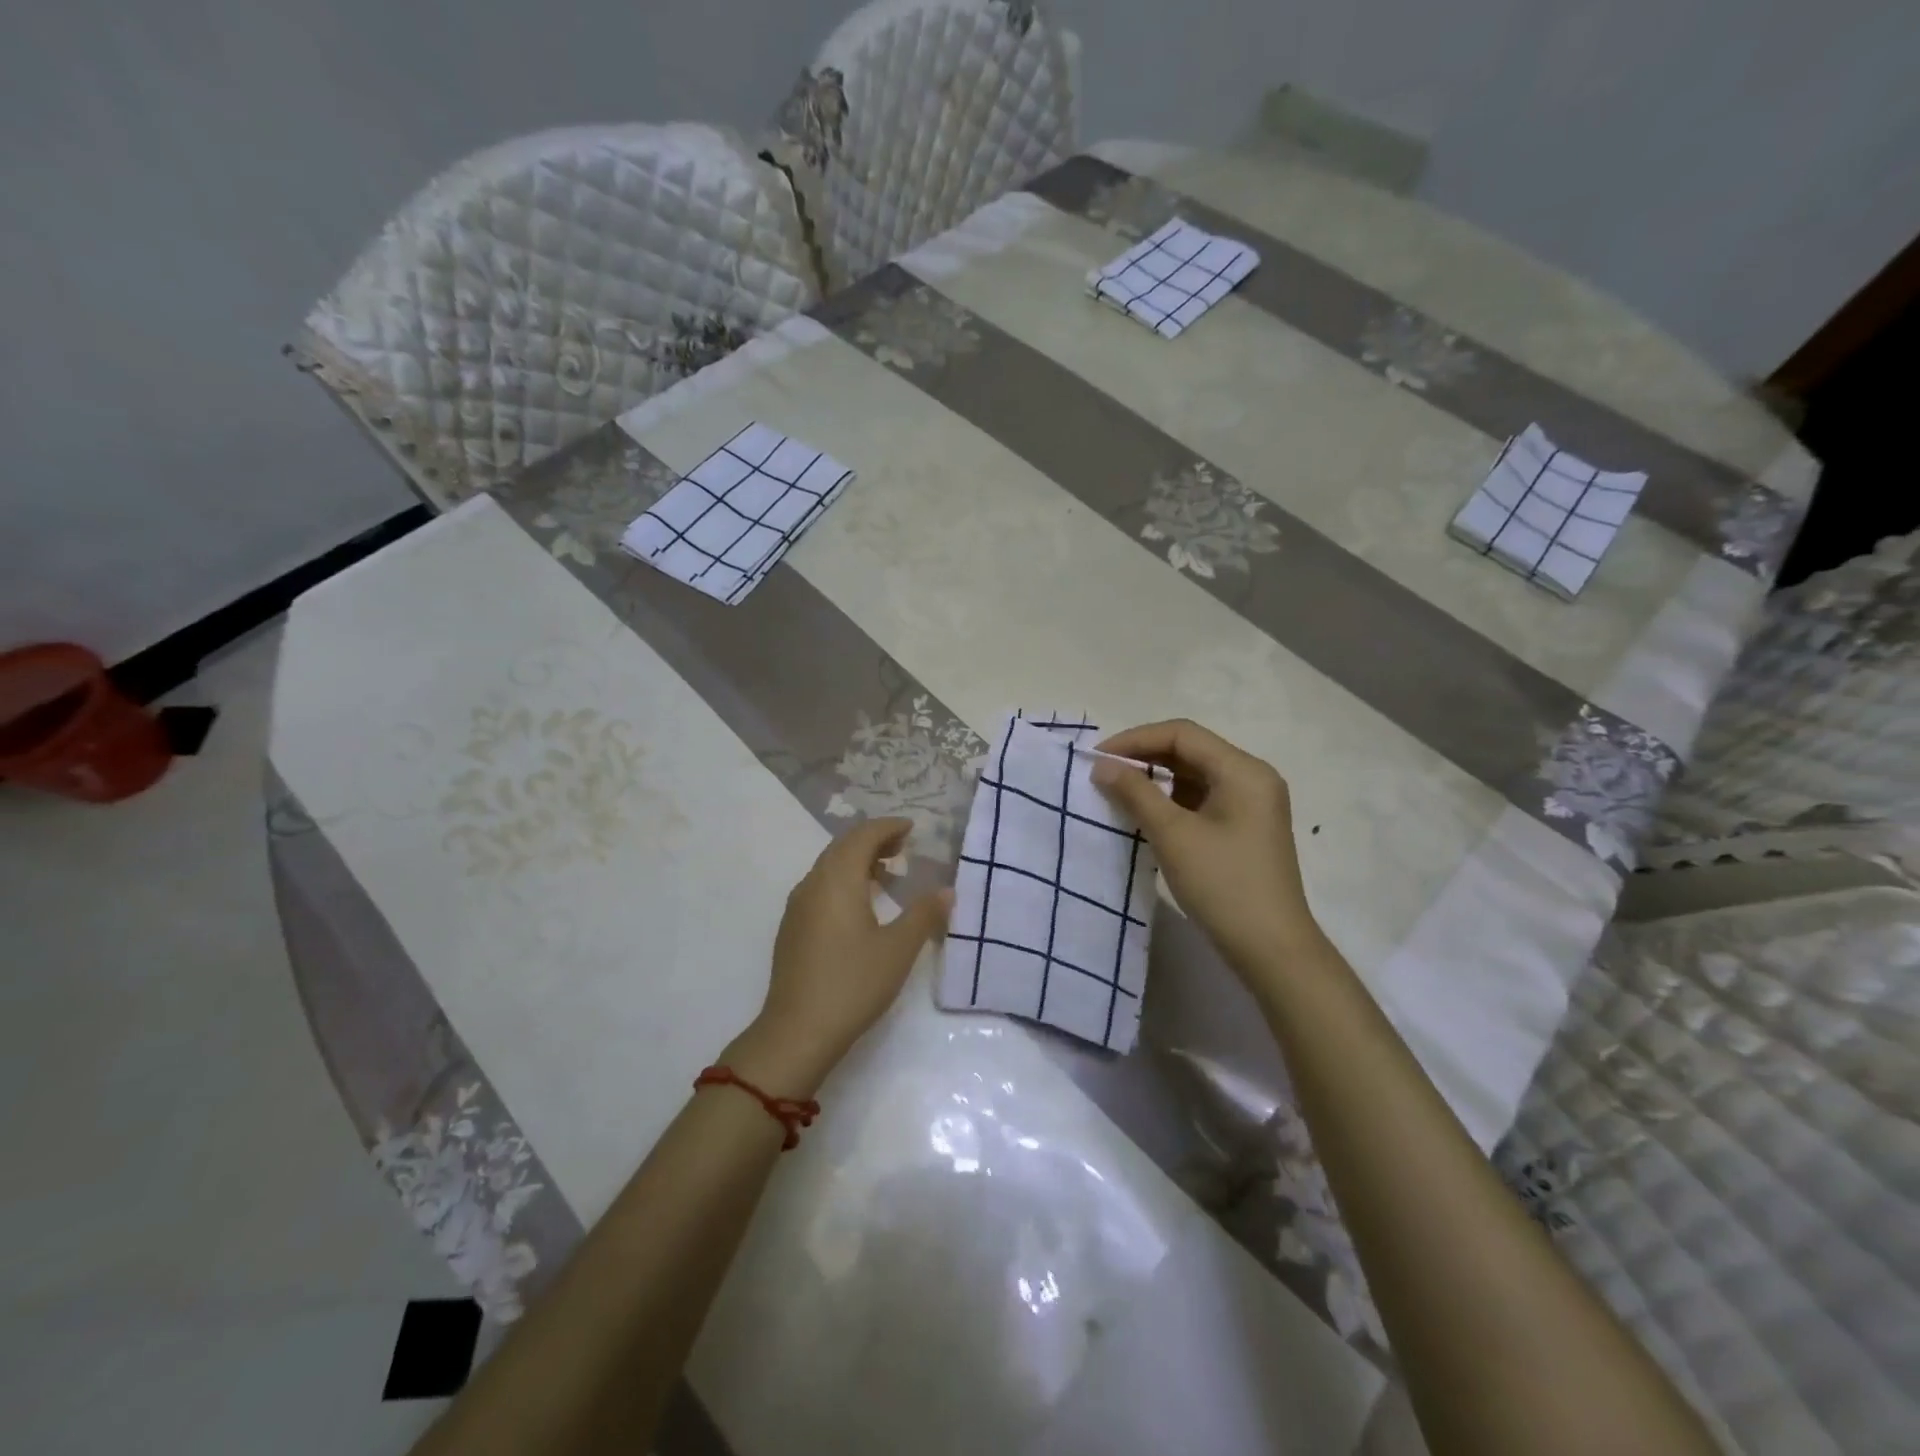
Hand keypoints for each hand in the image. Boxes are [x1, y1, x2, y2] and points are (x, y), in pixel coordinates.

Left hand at [738, 818, 951, 1094]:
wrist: (797, 1031)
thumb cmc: (853, 984)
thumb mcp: (898, 949)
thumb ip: (924, 915)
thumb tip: (946, 891)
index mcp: (837, 880)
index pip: (862, 836)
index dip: (888, 827)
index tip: (912, 829)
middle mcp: (813, 884)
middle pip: (842, 847)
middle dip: (873, 840)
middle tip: (903, 847)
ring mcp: (798, 907)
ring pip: (829, 867)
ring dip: (857, 861)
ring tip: (887, 874)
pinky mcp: (792, 928)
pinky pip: (820, 887)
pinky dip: (844, 881)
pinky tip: (860, 906)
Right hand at [1089, 719, 1323, 981]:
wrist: (1272, 950)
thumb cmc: (1223, 885)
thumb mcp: (1173, 835)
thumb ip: (1136, 793)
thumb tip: (1103, 765)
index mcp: (1243, 770)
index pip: (1182, 734)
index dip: (1136, 740)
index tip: (1098, 758)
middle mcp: (1252, 778)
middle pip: (1190, 751)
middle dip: (1144, 758)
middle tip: (1103, 774)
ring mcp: (1251, 804)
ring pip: (1194, 775)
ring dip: (1155, 780)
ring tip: (1118, 793)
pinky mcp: (1244, 828)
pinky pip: (1201, 799)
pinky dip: (1171, 801)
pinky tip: (1145, 815)